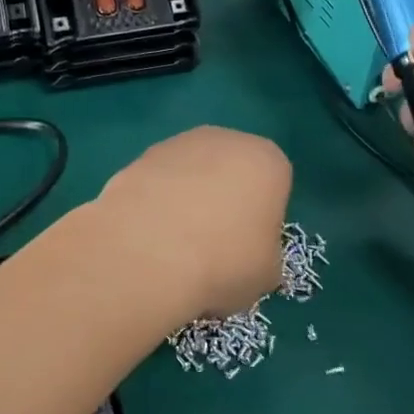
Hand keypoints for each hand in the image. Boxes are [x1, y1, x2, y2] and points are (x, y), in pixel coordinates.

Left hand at [93, 127, 291, 322]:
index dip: (263, 218)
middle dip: (224, 200)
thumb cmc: (225, 260)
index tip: (249, 247)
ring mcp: (176, 144)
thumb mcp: (268, 273)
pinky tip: (148, 237)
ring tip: (174, 246)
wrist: (149, 251)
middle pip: (231, 171)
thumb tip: (248, 255)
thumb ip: (265, 253)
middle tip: (213, 246)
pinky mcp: (137, 158)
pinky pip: (158, 183)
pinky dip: (156, 204)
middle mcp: (223, 139)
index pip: (275, 183)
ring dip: (186, 200)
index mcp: (266, 160)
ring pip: (191, 174)